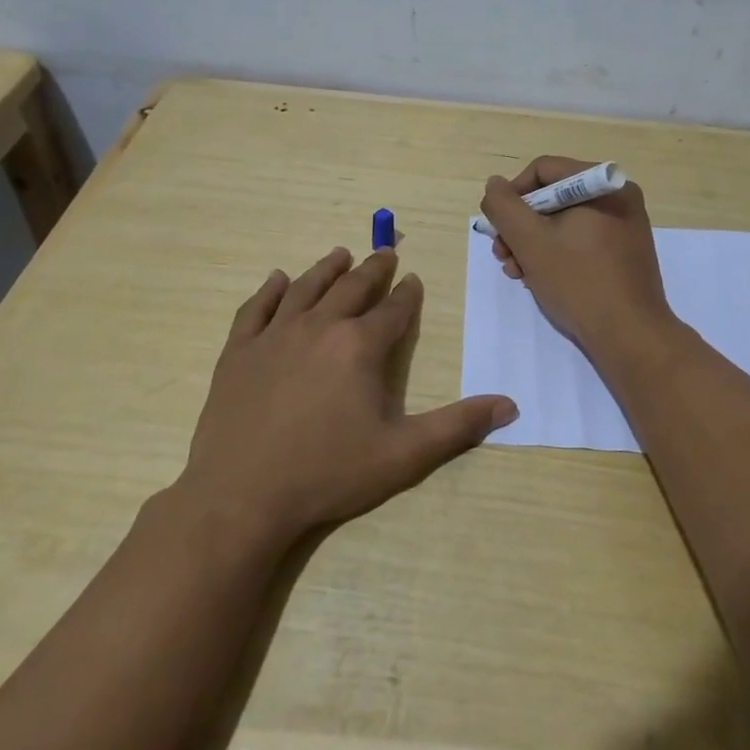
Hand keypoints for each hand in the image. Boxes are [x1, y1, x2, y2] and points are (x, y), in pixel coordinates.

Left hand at [177, 247, 516, 547]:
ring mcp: (274, 335)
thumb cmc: (328, 474)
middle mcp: (319, 327)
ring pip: (306, 288)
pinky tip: (279, 279)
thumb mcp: (404, 455)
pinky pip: (257, 308)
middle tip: (385, 253)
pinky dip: (270, 290)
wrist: (242, 496)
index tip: (413, 279)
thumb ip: (458, 426)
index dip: (407, 294)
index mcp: (360, 346)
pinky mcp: (239, 351)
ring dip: (327, 269)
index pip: (393, 310)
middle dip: (372, 269)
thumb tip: (509, 405)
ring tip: (340, 254)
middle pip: (351, 288)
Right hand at [480, 156, 676, 359]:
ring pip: (563, 222)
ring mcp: (624, 227)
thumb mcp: (530, 241)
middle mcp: (618, 198)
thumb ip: (504, 207)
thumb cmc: (578, 281)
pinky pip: (580, 241)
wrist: (630, 336)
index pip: (543, 171)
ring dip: (533, 244)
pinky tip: (539, 279)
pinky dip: (556, 255)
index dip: (512, 195)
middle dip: (520, 227)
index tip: (498, 228)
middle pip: (552, 197)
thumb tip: (495, 185)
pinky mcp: (623, 253)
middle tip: (502, 256)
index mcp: (603, 184)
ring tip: (517, 273)